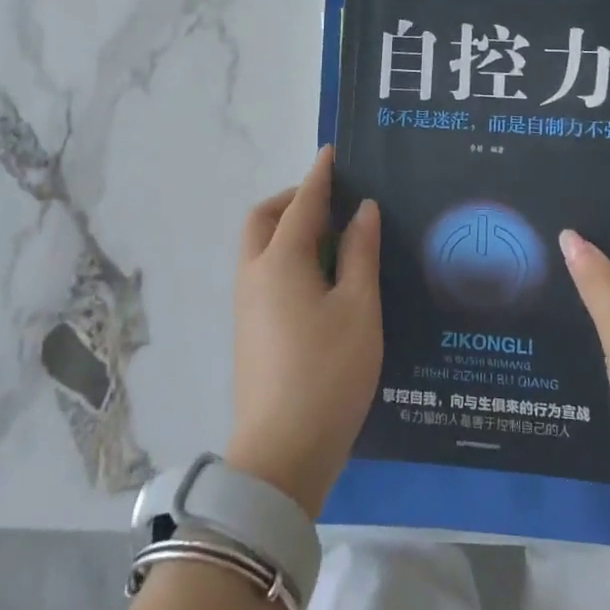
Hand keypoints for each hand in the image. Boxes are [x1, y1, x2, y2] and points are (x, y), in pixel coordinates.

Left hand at [226, 146, 381, 517]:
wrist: (280, 456)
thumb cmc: (328, 374)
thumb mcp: (358, 309)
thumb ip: (360, 253)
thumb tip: (362, 210)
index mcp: (281, 261)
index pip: (302, 203)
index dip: (320, 176)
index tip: (332, 153)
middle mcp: (255, 274)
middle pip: (264, 219)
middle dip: (293, 200)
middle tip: (332, 203)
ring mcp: (247, 304)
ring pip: (260, 247)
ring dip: (289, 229)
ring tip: (333, 241)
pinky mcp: (249, 330)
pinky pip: (264, 272)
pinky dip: (287, 257)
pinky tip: (320, 280)